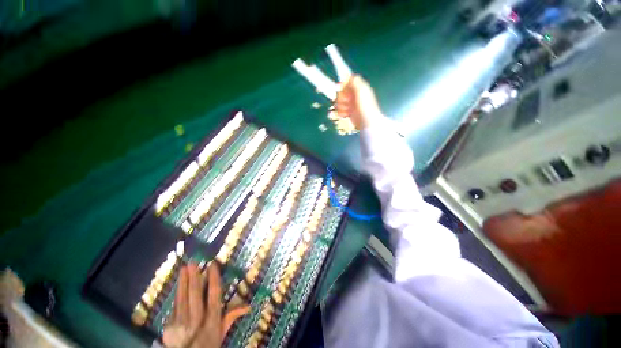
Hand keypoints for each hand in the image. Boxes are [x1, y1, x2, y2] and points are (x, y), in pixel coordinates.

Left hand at [163, 264, 249, 347]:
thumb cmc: (207, 345)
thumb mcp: (220, 334)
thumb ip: (231, 317)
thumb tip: (248, 306)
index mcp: (212, 323)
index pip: (214, 297)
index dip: (213, 280)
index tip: (212, 266)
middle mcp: (196, 322)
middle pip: (195, 297)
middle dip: (194, 279)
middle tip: (193, 263)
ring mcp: (180, 325)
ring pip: (181, 300)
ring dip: (183, 283)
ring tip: (184, 269)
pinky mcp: (168, 328)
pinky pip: (174, 307)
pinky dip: (177, 294)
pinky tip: (179, 285)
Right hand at [335, 75, 383, 130]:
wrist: (367, 122)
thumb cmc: (365, 106)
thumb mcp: (361, 90)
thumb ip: (354, 81)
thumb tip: (347, 76)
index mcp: (359, 87)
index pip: (347, 81)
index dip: (343, 85)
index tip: (342, 89)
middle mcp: (354, 94)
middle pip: (341, 92)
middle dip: (341, 97)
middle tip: (346, 102)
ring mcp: (351, 104)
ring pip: (339, 101)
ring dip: (341, 106)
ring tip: (347, 110)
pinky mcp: (348, 112)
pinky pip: (340, 109)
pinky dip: (341, 112)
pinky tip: (345, 115)